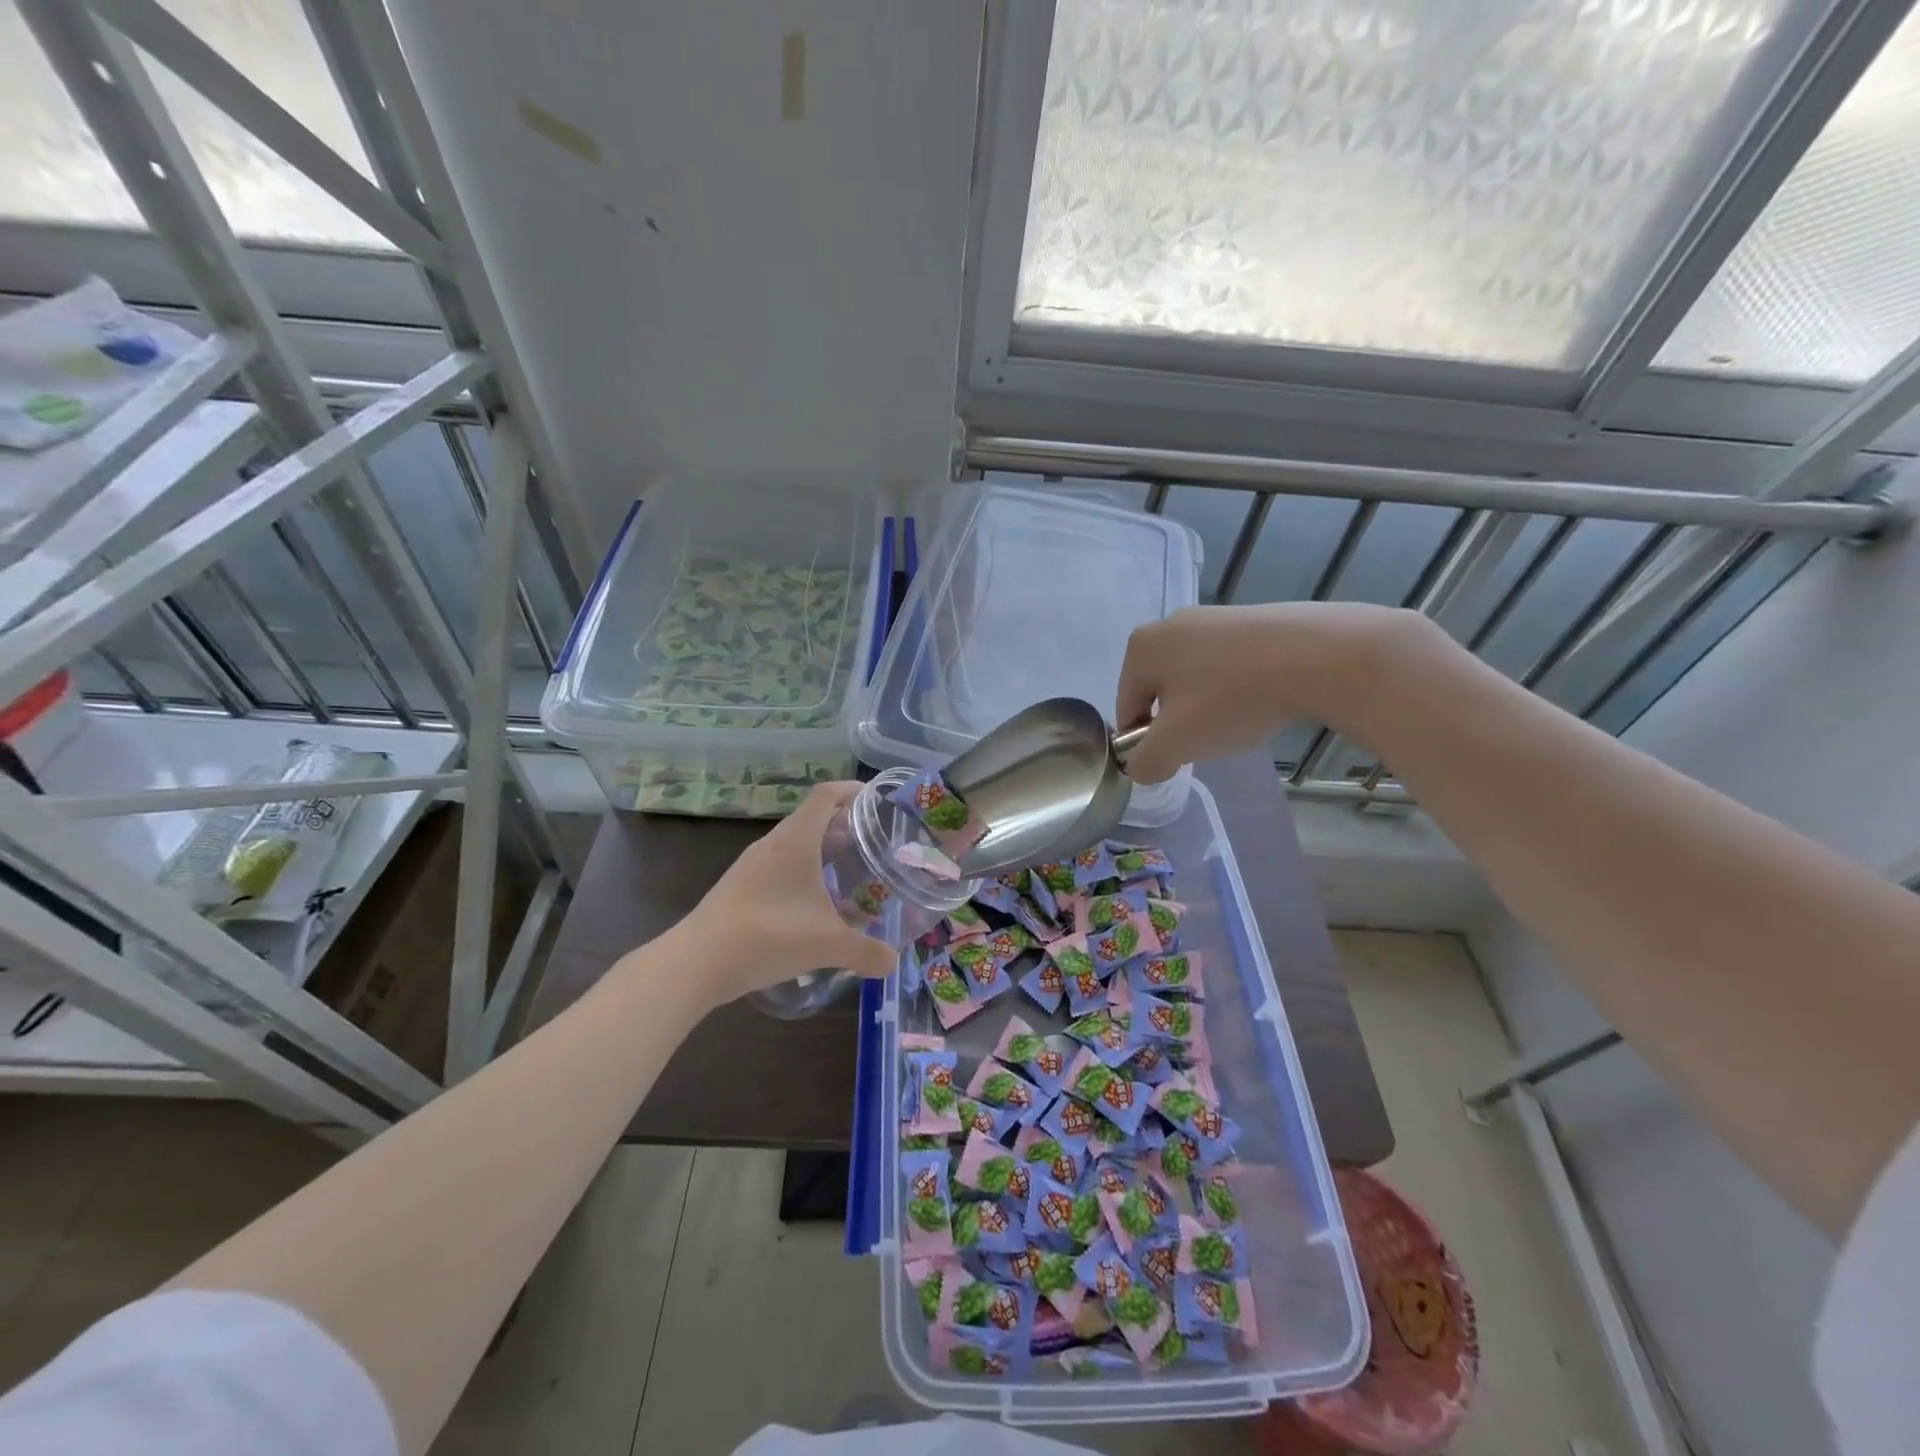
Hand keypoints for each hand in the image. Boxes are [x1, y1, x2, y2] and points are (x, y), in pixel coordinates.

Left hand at [675, 782, 897, 1005]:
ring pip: (795, 845)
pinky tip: (814, 905)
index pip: (826, 795)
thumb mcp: (827, 944)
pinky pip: (779, 867)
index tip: (877, 800)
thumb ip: (866, 952)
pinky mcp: (739, 887)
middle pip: (813, 819)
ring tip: (849, 875)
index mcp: (796, 840)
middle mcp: (773, 844)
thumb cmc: (768, 936)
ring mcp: (752, 865)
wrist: (696, 963)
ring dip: (822, 852)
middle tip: (873, 845)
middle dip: (845, 827)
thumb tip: (893, 962)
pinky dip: (803, 874)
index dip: (852, 790)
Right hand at [1116, 602, 1429, 783]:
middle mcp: (1170, 623)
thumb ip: (1146, 762)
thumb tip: (1141, 767)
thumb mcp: (1177, 744)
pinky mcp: (1252, 619)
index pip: (1127, 709)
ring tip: (1240, 720)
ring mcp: (1213, 617)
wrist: (1319, 656)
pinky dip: (1237, 687)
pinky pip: (1228, 664)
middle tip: (1210, 740)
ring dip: (1208, 707)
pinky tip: (1263, 700)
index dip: (1146, 743)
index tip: (1178, 758)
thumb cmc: (1231, 698)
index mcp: (1142, 647)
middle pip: (1160, 692)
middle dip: (1179, 722)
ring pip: (1195, 679)